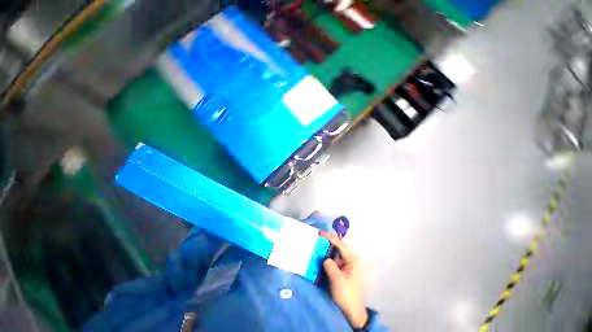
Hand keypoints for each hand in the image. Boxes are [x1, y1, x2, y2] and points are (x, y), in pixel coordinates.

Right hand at [319, 231, 367, 328]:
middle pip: (338, 246)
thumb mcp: (337, 279)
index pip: (340, 244)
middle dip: (328, 241)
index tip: (319, 233)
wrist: (351, 312)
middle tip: (317, 237)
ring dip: (327, 249)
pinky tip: (320, 256)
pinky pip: (333, 260)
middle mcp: (350, 259)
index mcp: (352, 259)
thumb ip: (330, 265)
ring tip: (317, 244)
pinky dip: (327, 257)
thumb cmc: (346, 294)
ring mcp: (346, 264)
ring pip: (335, 252)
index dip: (329, 237)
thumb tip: (325, 259)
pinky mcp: (342, 270)